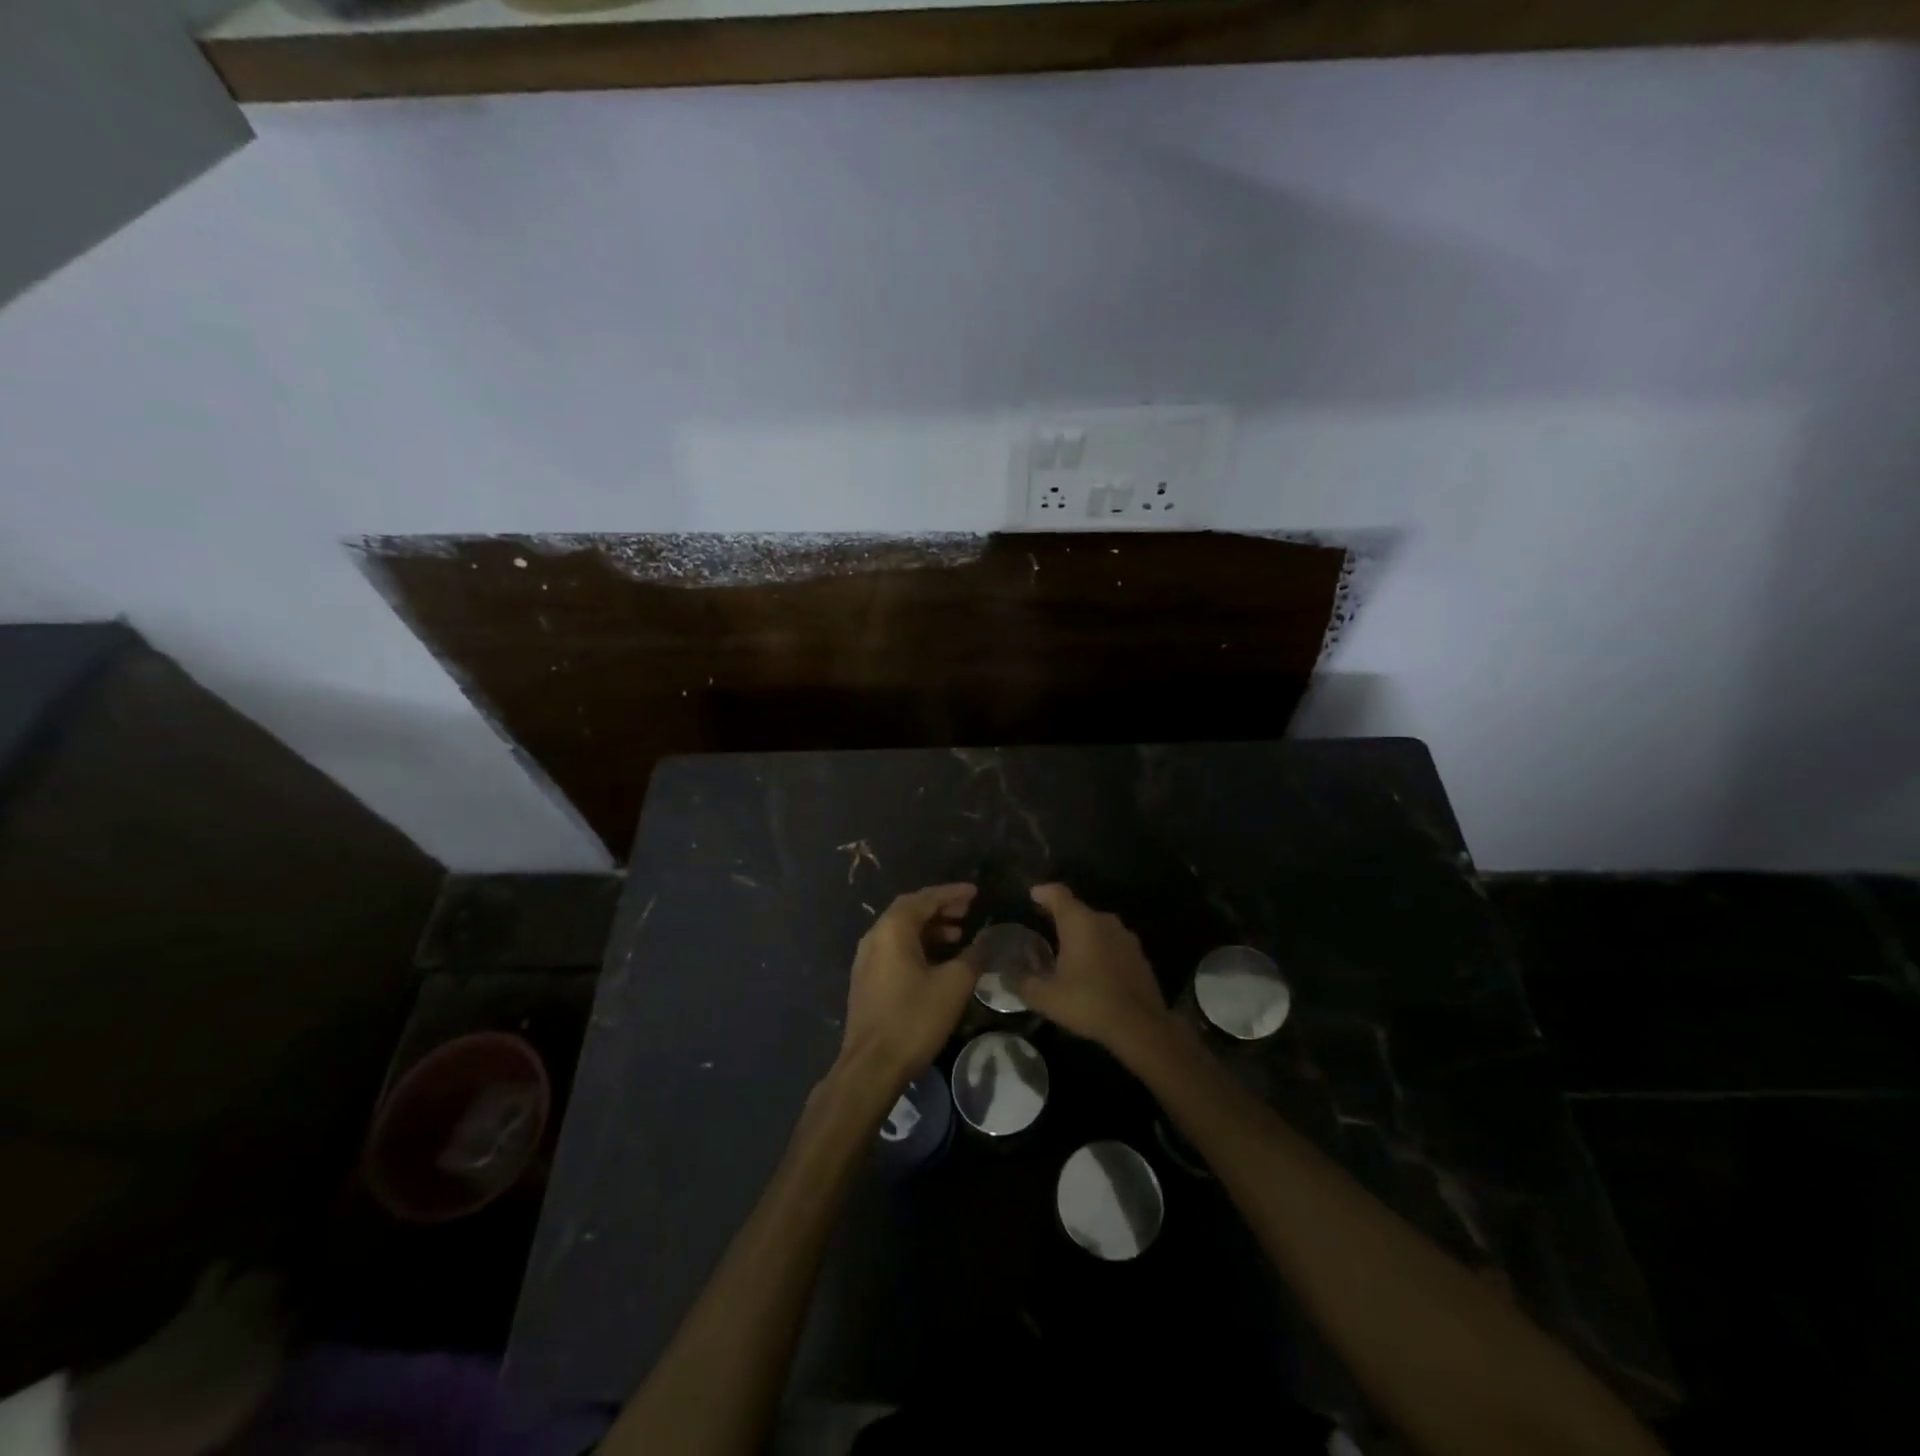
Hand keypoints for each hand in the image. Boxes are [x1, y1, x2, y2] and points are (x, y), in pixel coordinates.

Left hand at [839, 883, 978, 1091]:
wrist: (871, 1066)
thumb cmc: (914, 1019)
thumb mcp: (953, 985)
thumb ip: (973, 955)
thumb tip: (986, 939)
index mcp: (893, 929)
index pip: (925, 898)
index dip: (952, 893)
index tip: (975, 892)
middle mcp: (875, 936)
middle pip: (910, 910)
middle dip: (940, 907)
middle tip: (967, 910)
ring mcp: (866, 959)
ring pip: (901, 931)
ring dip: (930, 928)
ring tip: (958, 934)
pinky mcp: (867, 979)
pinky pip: (895, 948)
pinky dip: (918, 945)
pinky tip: (937, 961)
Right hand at [1019, 884, 1172, 1054]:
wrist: (1141, 1026)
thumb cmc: (1089, 1003)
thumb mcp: (1046, 997)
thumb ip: (1022, 983)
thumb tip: (1004, 976)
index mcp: (1080, 922)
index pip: (1057, 893)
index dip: (1042, 892)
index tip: (1031, 894)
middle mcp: (1103, 921)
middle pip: (1077, 909)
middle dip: (1059, 915)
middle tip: (1042, 926)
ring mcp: (1125, 936)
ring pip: (1096, 926)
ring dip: (1080, 934)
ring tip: (1065, 950)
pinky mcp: (1138, 954)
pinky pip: (1111, 942)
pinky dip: (1097, 948)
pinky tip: (1091, 968)